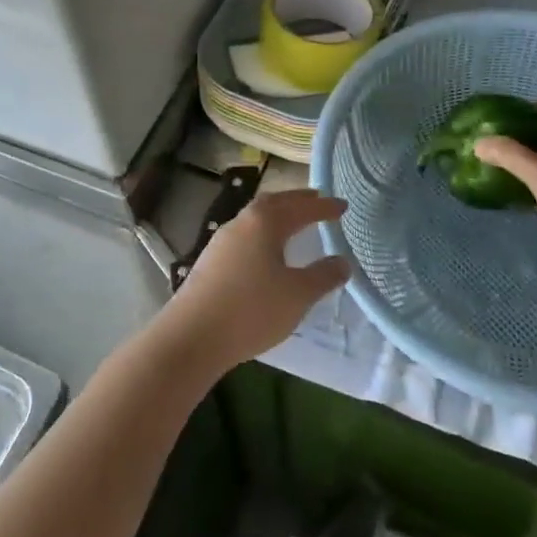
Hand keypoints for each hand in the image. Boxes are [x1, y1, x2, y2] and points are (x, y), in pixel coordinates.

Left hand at [159, 189, 349, 374]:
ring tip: (294, 222)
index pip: (301, 207)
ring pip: (256, 218)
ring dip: (277, 215)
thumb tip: (343, 261)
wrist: (193, 335)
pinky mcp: (211, 259)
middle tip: (317, 201)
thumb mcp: (297, 295)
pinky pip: (245, 235)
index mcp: (265, 222)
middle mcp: (242, 222)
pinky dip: (263, 233)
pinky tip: (266, 251)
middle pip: (274, 202)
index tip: (342, 205)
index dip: (324, 207)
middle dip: (297, 201)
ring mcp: (222, 239)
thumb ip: (323, 276)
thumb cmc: (252, 309)